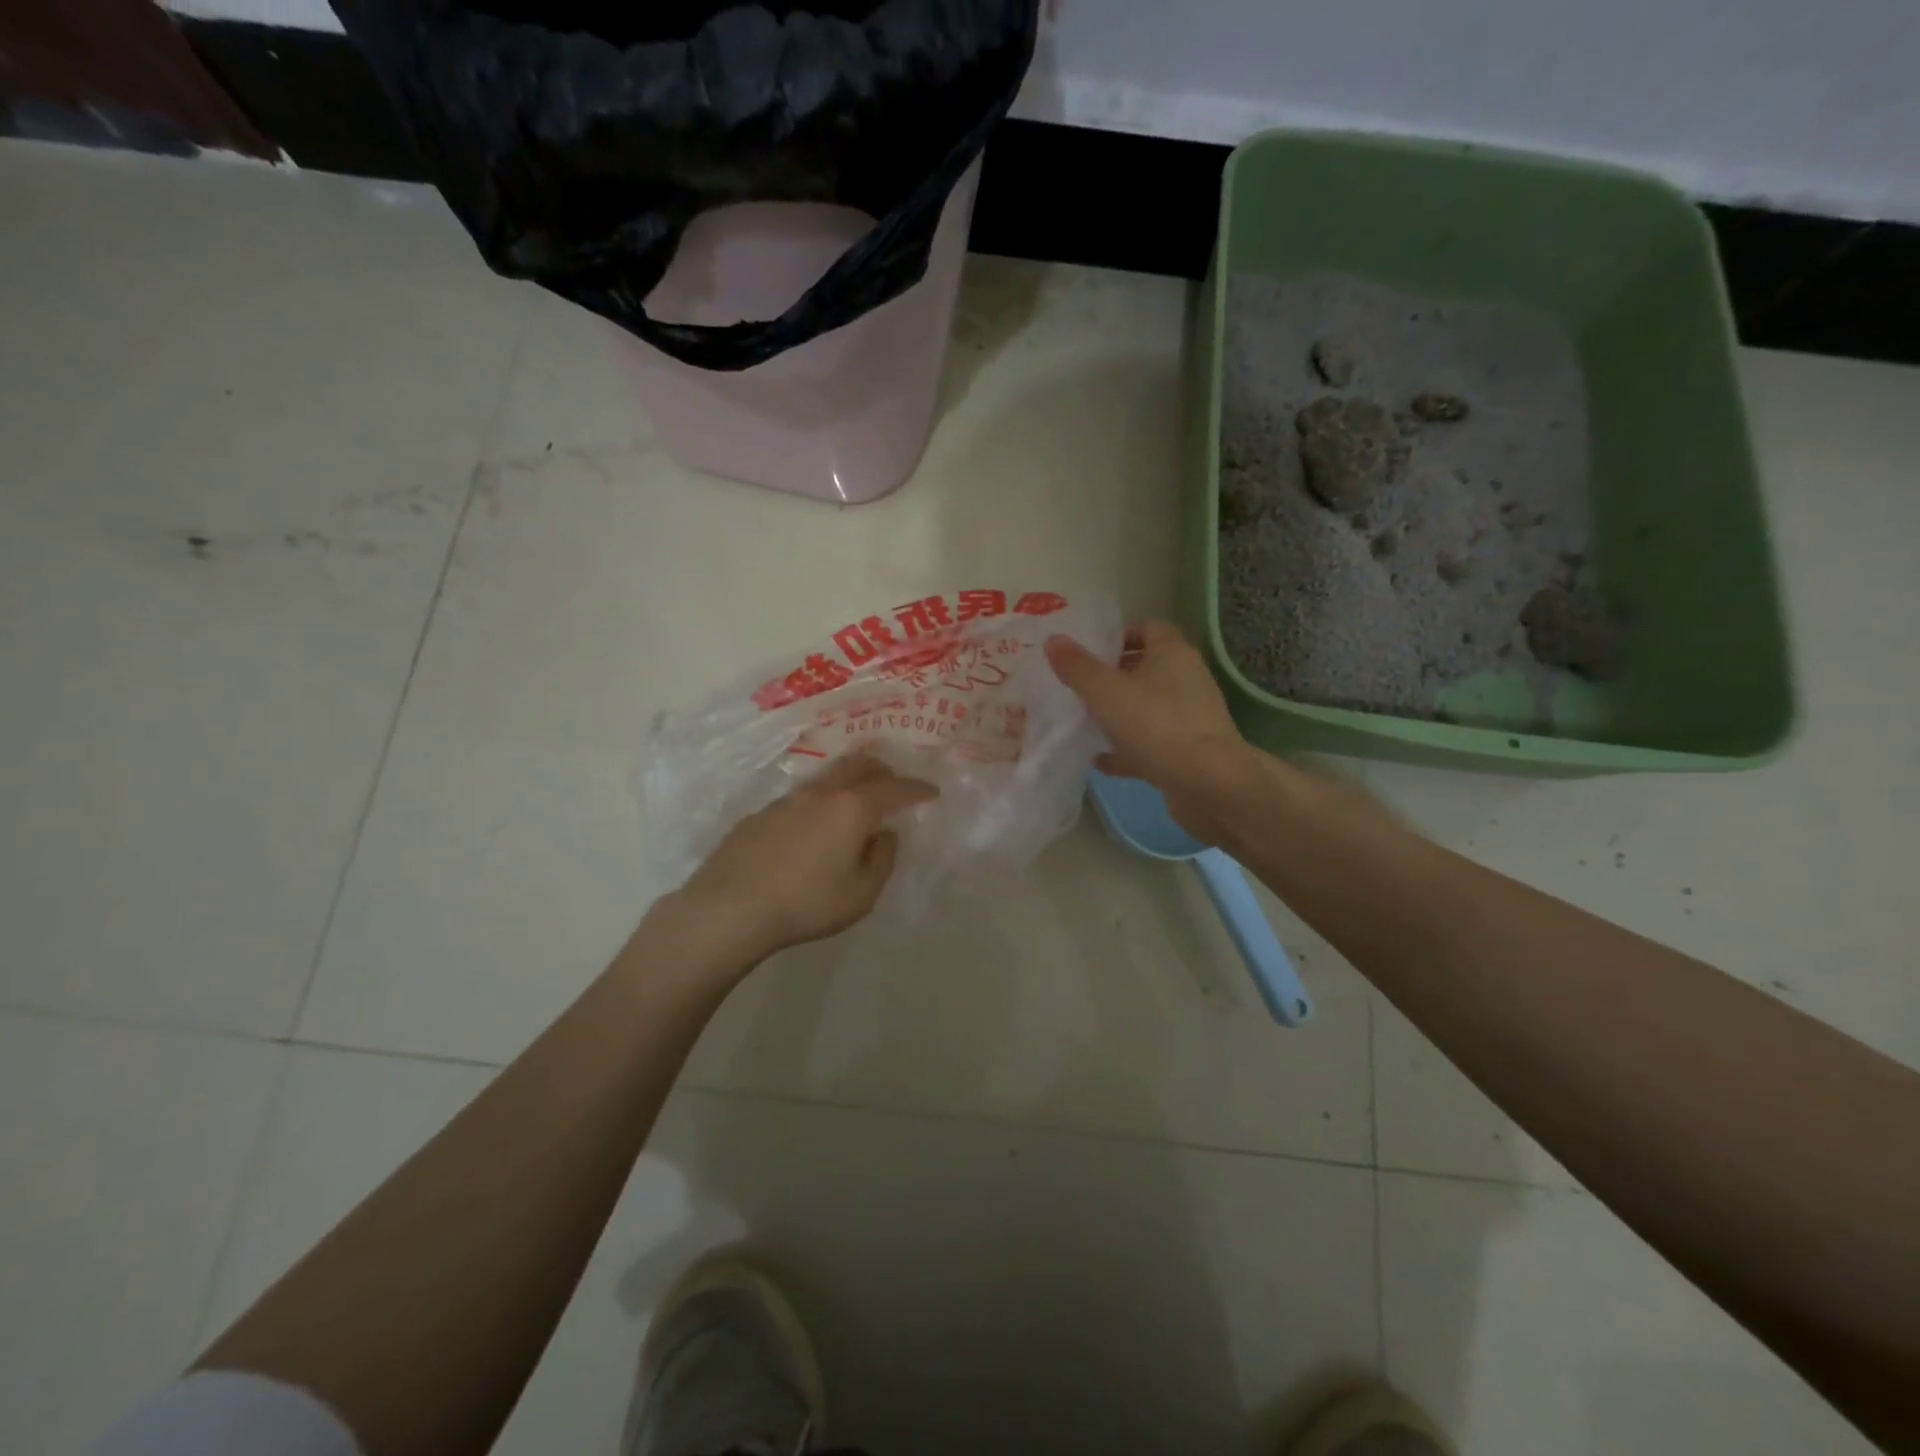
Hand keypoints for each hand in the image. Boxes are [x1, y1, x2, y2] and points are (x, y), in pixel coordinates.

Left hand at [671, 752, 936, 964]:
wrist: (730, 907)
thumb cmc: (807, 903)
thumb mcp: (861, 894)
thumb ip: (882, 860)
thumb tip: (886, 834)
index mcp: (853, 808)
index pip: (895, 788)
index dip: (917, 788)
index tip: (931, 792)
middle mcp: (822, 793)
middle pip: (859, 765)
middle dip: (883, 770)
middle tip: (894, 783)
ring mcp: (787, 800)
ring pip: (827, 777)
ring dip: (848, 781)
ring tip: (855, 799)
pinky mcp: (761, 814)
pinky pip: (801, 798)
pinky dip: (819, 802)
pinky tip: (813, 826)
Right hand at [1045, 620, 1250, 836]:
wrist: (1207, 783)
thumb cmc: (1155, 724)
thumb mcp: (1104, 691)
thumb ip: (1077, 666)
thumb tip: (1054, 639)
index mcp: (1172, 653)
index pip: (1149, 628)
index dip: (1120, 635)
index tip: (1090, 650)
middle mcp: (1187, 679)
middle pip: (1148, 668)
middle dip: (1115, 675)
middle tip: (1080, 685)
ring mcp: (1190, 718)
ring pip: (1149, 707)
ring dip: (1121, 714)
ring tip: (1085, 722)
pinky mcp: (1188, 752)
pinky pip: (1152, 744)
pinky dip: (1128, 749)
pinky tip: (1100, 761)